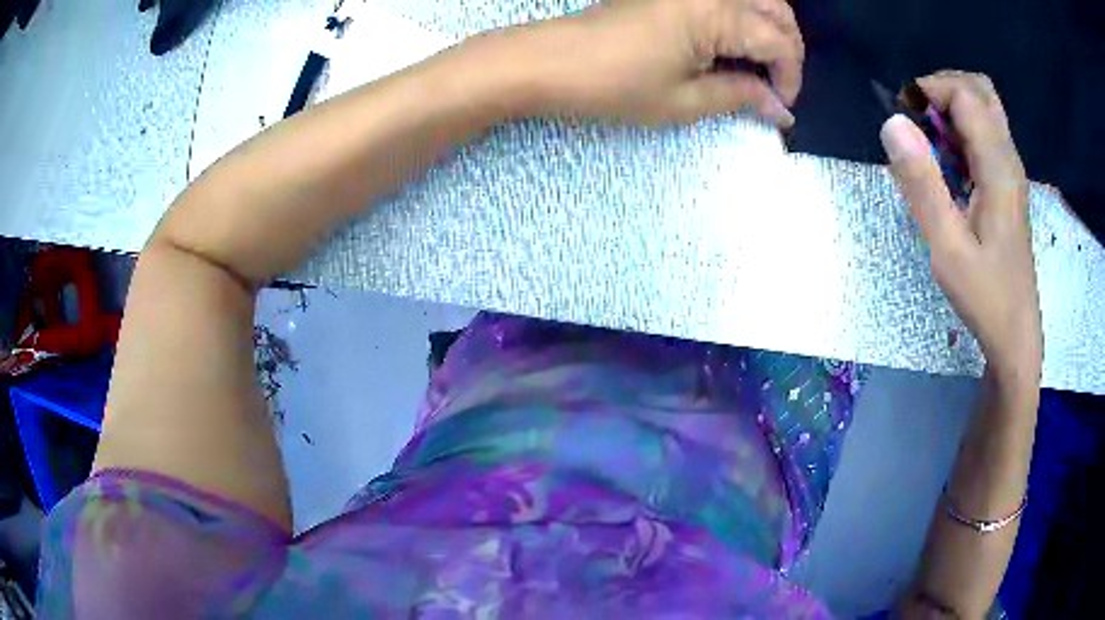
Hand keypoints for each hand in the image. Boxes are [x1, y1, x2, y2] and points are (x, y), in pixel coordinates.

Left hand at [494, 0, 802, 125]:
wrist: (550, 61)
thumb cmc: (615, 85)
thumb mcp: (684, 101)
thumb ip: (740, 97)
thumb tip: (780, 108)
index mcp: (714, 12)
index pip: (778, 40)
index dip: (790, 75)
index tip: (782, 105)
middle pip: (774, 7)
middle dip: (788, 46)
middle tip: (779, 82)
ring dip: (769, 28)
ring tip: (761, 66)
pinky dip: (743, 18)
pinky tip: (735, 44)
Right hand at [880, 71, 1041, 394]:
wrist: (1015, 335)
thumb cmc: (985, 297)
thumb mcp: (947, 247)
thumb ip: (922, 183)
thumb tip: (892, 122)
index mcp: (999, 167)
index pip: (965, 94)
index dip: (930, 91)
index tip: (903, 117)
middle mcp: (1009, 158)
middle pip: (980, 90)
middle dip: (944, 89)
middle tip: (919, 120)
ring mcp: (1011, 171)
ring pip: (985, 109)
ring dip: (953, 109)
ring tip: (931, 141)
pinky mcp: (1008, 185)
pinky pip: (986, 135)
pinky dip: (962, 131)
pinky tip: (949, 164)